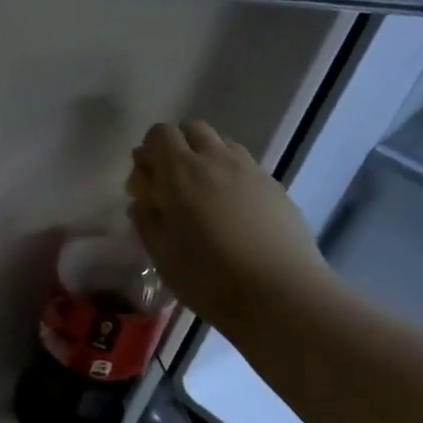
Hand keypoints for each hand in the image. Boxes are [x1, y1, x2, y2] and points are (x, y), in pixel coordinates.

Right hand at [126, 121, 331, 324]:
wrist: (279, 294)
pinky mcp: (275, 187)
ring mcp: (251, 170)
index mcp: (181, 172)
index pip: (160, 134)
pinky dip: (232, 177)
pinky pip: (246, 167)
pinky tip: (233, 214)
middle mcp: (216, 160)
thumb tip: (143, 203)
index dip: (149, 151)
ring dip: (207, 158)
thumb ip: (147, 221)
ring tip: (204, 197)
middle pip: (193, 129)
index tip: (146, 181)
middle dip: (178, 147)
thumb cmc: (207, 276)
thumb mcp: (161, 254)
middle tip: (172, 185)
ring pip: (223, 144)